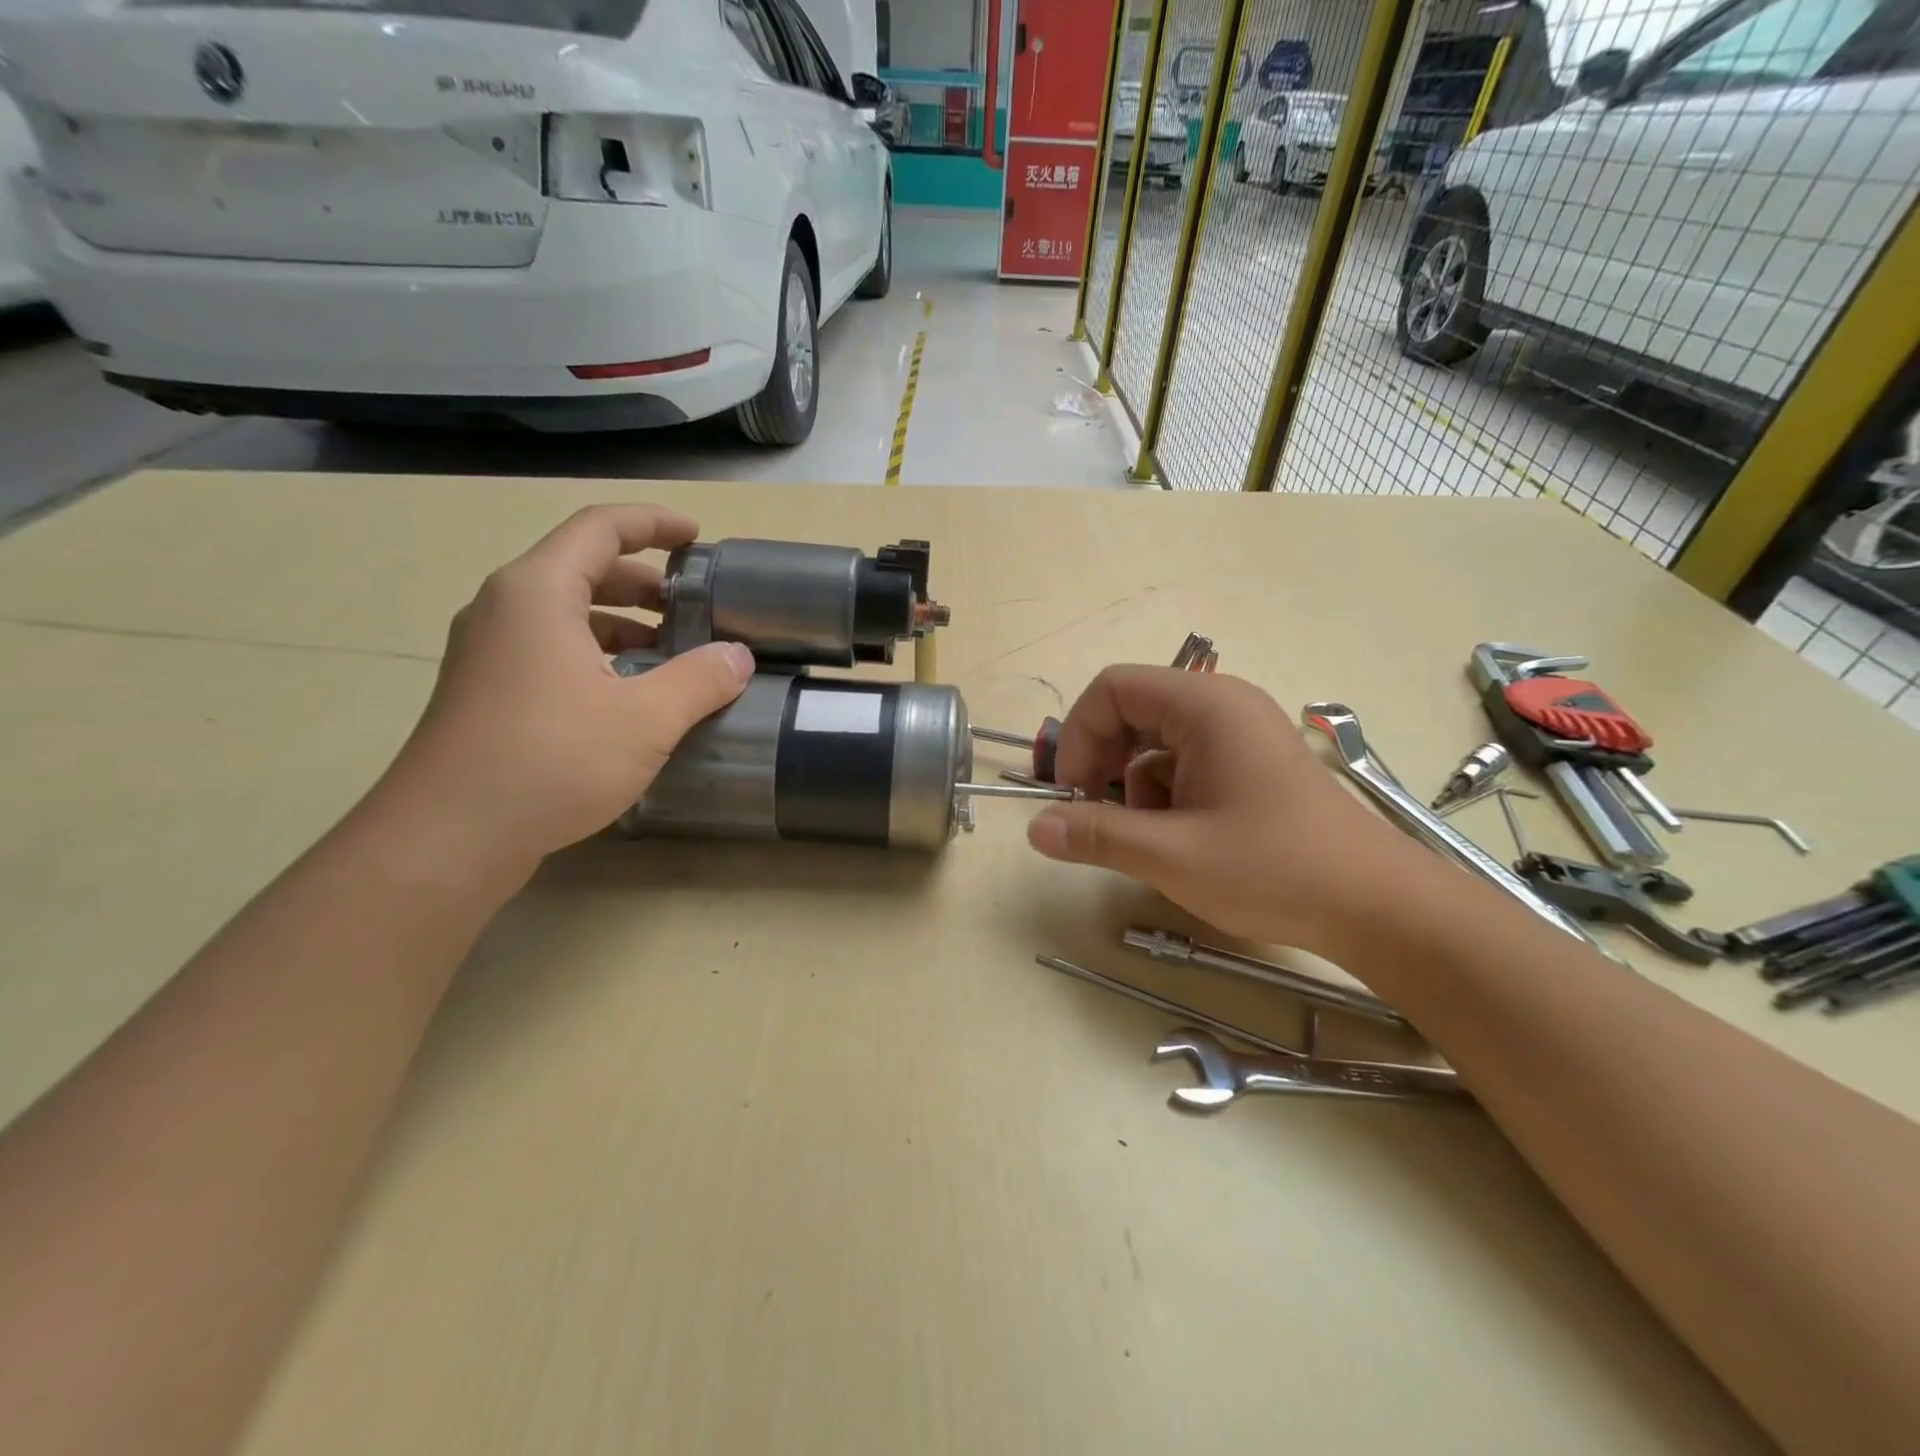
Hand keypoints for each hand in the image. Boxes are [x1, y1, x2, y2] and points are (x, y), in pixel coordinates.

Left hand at [377, 504, 753, 880]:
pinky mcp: (486, 691)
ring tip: (671, 652)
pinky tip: (629, 695)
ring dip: (621, 621)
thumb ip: (701, 680)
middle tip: (695, 605)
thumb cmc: (550, 761)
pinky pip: (550, 649)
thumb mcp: (646, 719)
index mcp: (539, 593)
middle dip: (644, 580)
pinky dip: (596, 653)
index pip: (600, 529)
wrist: (448, 837)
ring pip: (565, 613)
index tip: (697, 537)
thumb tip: (738, 657)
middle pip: (582, 568)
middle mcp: (506, 609)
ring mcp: (489, 652)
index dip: (653, 523)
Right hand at [1025, 666, 1416, 952]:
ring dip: (1132, 788)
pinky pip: (1184, 767)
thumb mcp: (1172, 855)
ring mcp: (1239, 737)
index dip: (1078, 735)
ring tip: (1148, 840)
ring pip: (1154, 745)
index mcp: (1205, 706)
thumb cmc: (1275, 869)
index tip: (1071, 793)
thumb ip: (1097, 835)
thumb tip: (1035, 829)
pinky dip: (1164, 799)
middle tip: (1093, 816)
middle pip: (1131, 713)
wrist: (1378, 908)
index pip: (1113, 688)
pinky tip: (1178, 843)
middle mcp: (1222, 708)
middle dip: (1102, 763)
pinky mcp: (1249, 768)